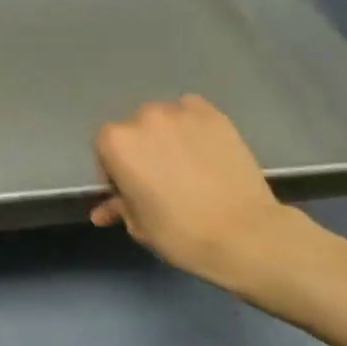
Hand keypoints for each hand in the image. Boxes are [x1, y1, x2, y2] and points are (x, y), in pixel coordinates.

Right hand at [92, 96, 305, 295]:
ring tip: (185, 164)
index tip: (129, 190)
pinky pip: (192, 112)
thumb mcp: (139, 226)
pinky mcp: (213, 114)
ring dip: (166, 136)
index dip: (115, 170)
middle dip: (141, 151)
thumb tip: (103, 211)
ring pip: (163, 120)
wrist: (243, 233)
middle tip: (159, 178)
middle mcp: (143, 117)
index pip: (104, 148)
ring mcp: (180, 112)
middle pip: (134, 130)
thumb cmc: (180, 233)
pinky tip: (203, 149)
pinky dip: (192, 126)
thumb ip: (119, 207)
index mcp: (116, 143)